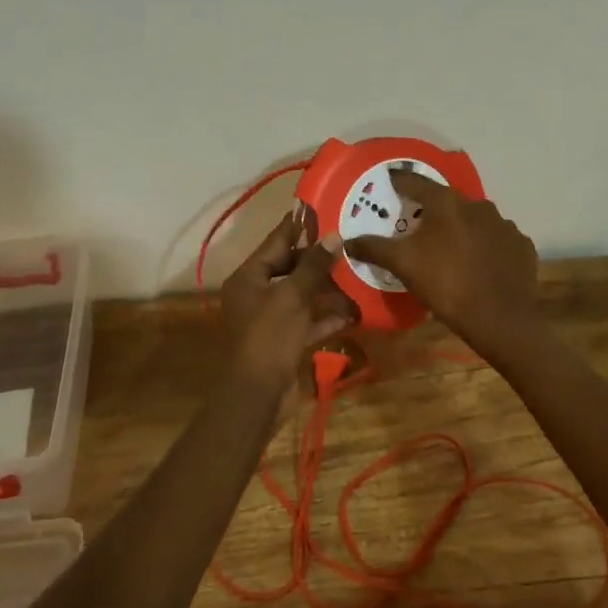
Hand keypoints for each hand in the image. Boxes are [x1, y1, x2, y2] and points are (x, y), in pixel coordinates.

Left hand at [220, 214, 353, 390]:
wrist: (256, 398)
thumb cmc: (268, 338)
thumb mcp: (292, 298)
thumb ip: (313, 266)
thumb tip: (334, 236)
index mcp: (249, 278)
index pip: (276, 242)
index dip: (299, 226)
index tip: (323, 209)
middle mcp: (256, 294)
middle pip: (290, 268)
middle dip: (319, 260)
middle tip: (350, 243)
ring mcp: (270, 320)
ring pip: (302, 296)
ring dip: (328, 289)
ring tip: (358, 275)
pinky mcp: (284, 342)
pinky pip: (308, 322)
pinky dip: (327, 317)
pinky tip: (354, 312)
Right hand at [344, 169, 540, 348]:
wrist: (502, 319)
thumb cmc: (447, 285)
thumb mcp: (403, 265)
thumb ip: (374, 248)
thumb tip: (348, 241)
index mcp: (447, 203)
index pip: (416, 182)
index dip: (399, 181)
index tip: (388, 181)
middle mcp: (478, 205)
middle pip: (447, 201)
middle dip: (431, 210)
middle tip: (416, 224)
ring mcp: (504, 225)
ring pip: (474, 220)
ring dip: (460, 228)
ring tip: (449, 248)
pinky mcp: (521, 245)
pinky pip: (496, 239)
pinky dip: (485, 246)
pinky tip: (478, 264)